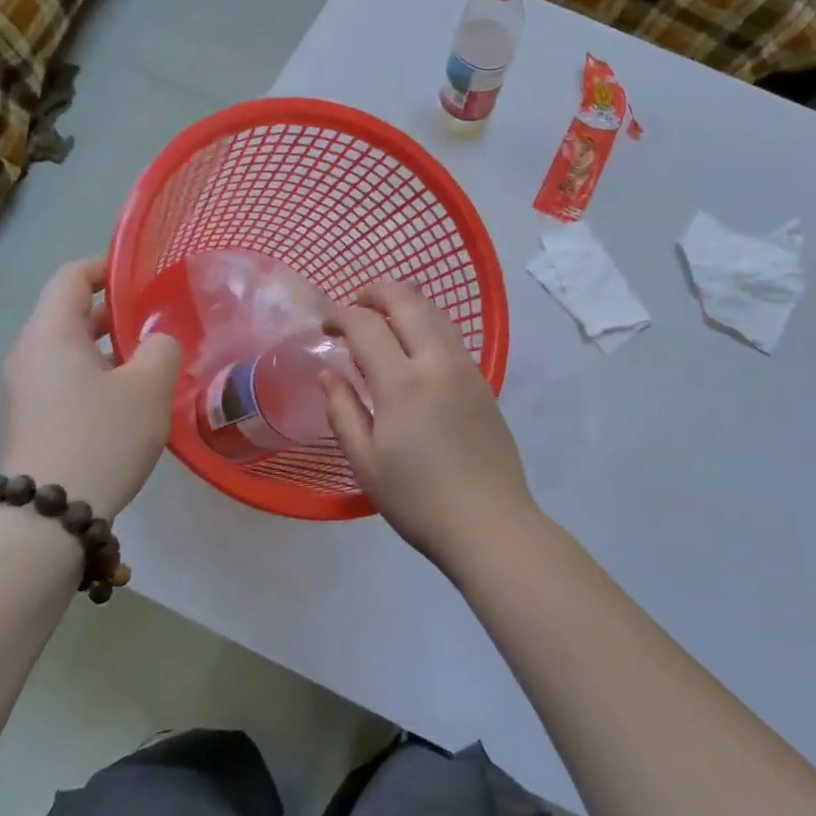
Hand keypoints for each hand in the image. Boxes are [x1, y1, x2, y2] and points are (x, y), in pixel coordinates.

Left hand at [0, 259, 182, 520]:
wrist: (48, 514)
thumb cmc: (101, 436)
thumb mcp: (149, 386)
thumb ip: (162, 348)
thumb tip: (157, 341)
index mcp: (51, 333)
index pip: (71, 277)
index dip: (106, 267)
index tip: (140, 278)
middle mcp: (28, 354)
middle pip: (68, 314)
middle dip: (113, 313)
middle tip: (156, 323)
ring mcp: (23, 390)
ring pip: (67, 351)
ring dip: (106, 349)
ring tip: (148, 364)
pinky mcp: (28, 421)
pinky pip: (62, 381)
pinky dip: (93, 377)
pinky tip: (125, 402)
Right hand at [322, 280, 537, 569]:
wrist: (489, 523)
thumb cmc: (418, 499)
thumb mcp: (365, 462)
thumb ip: (342, 411)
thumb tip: (328, 373)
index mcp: (402, 382)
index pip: (367, 324)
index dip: (341, 315)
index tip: (325, 326)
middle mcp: (437, 362)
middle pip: (407, 300)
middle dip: (376, 292)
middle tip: (354, 305)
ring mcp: (465, 368)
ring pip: (435, 312)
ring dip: (405, 302)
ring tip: (383, 316)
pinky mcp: (482, 381)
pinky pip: (450, 335)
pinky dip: (426, 323)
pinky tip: (414, 345)